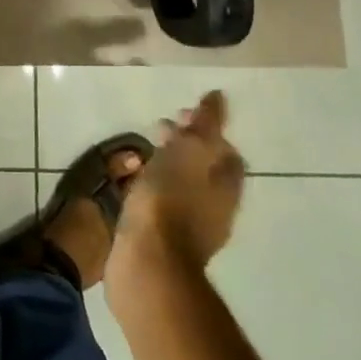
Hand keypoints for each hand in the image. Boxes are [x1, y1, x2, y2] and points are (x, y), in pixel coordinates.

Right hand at [108, 91, 245, 289]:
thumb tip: (219, 96)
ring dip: (166, 165)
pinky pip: (164, 203)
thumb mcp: (189, 150)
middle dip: (184, 144)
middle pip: (205, 167)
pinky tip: (134, 184)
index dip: (207, 129)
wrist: (148, 263)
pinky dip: (153, 187)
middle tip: (157, 129)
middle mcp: (216, 208)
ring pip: (183, 184)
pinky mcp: (165, 241)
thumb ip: (206, 123)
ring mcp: (192, 228)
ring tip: (141, 154)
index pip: (226, 150)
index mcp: (226, 186)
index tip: (180, 114)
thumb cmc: (170, 200)